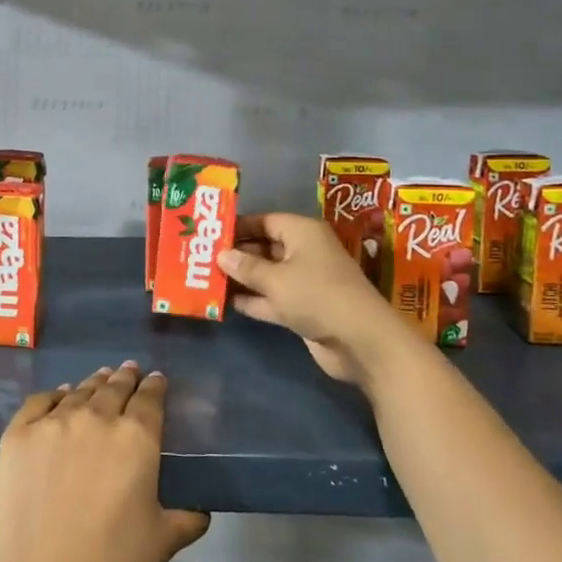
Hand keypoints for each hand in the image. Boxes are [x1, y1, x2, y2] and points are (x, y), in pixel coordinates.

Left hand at [0, 363, 210, 561]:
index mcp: (136, 438)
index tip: (155, 379)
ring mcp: (53, 422)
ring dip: (94, 383)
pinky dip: (54, 395)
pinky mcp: (18, 434)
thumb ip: (187, 519)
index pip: (150, 398)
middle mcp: (96, 417)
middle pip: (114, 387)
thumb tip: (202, 511)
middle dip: (125, 378)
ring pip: (79, 391)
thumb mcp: (162, 542)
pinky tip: (60, 396)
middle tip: (129, 371)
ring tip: (100, 378)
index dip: (154, 386)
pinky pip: (40, 401)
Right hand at [220, 212, 403, 385]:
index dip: (239, 226)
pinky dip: (253, 300)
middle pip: (265, 247)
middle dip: (236, 254)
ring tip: (206, 278)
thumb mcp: (275, 279)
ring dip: (242, 278)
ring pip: (266, 275)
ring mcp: (305, 282)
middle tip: (201, 256)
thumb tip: (221, 255)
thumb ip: (246, 267)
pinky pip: (272, 298)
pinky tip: (225, 302)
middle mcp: (304, 252)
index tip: (210, 232)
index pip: (265, 220)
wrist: (360, 341)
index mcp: (302, 232)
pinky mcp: (303, 309)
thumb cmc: (316, 295)